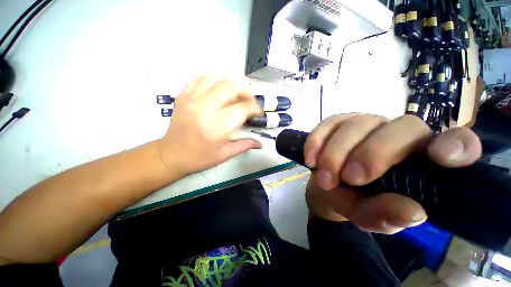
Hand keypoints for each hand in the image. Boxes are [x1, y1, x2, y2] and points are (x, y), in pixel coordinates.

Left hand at [156, 75, 262, 174]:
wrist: (170, 155)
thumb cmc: (199, 158)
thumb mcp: (225, 155)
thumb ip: (245, 145)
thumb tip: (260, 143)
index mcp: (216, 127)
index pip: (242, 108)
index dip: (254, 107)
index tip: (258, 112)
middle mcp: (204, 109)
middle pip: (230, 88)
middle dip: (245, 92)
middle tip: (249, 101)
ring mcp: (191, 99)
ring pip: (216, 79)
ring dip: (231, 84)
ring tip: (236, 94)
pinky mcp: (183, 95)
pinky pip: (201, 78)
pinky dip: (214, 79)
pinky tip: (219, 88)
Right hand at [305, 114, 481, 233]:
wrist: (326, 186)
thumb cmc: (354, 201)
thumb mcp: (369, 215)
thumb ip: (387, 216)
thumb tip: (411, 211)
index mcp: (419, 160)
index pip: (456, 143)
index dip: (456, 146)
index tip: (440, 159)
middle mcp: (397, 134)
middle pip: (400, 127)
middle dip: (372, 154)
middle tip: (349, 179)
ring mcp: (365, 123)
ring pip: (357, 124)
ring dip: (335, 154)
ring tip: (325, 179)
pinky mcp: (337, 122)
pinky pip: (327, 124)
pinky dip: (317, 142)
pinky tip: (311, 160)